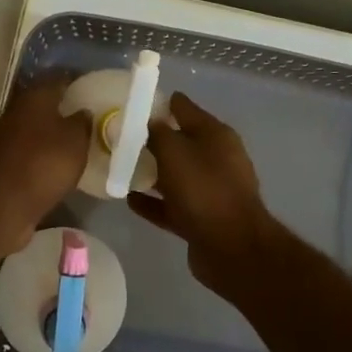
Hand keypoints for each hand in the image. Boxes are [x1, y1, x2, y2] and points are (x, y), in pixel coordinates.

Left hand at [0, 77, 89, 250]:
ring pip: (32, 127)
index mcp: (34, 98)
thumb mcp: (76, 141)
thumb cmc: (44, 164)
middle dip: (62, 108)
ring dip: (49, 133)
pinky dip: (39, 153)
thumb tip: (82, 111)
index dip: (75, 81)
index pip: (57, 79)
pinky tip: (54, 164)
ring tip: (73, 142)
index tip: (91, 88)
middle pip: (42, 103)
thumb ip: (82, 122)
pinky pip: (26, 150)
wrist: (1, 204)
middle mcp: (15, 111)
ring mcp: (3, 137)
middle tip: (85, 116)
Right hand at [128, 92, 286, 296]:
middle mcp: (216, 158)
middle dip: (153, 139)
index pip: (184, 107)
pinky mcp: (202, 218)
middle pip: (180, 142)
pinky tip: (129, 199)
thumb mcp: (175, 151)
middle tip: (120, 137)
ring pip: (175, 175)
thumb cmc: (204, 189)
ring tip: (121, 167)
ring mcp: (211, 190)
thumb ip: (158, 133)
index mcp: (216, 135)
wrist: (231, 248)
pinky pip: (172, 204)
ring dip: (152, 172)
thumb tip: (150, 122)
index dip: (159, 103)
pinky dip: (153, 202)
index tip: (133, 104)